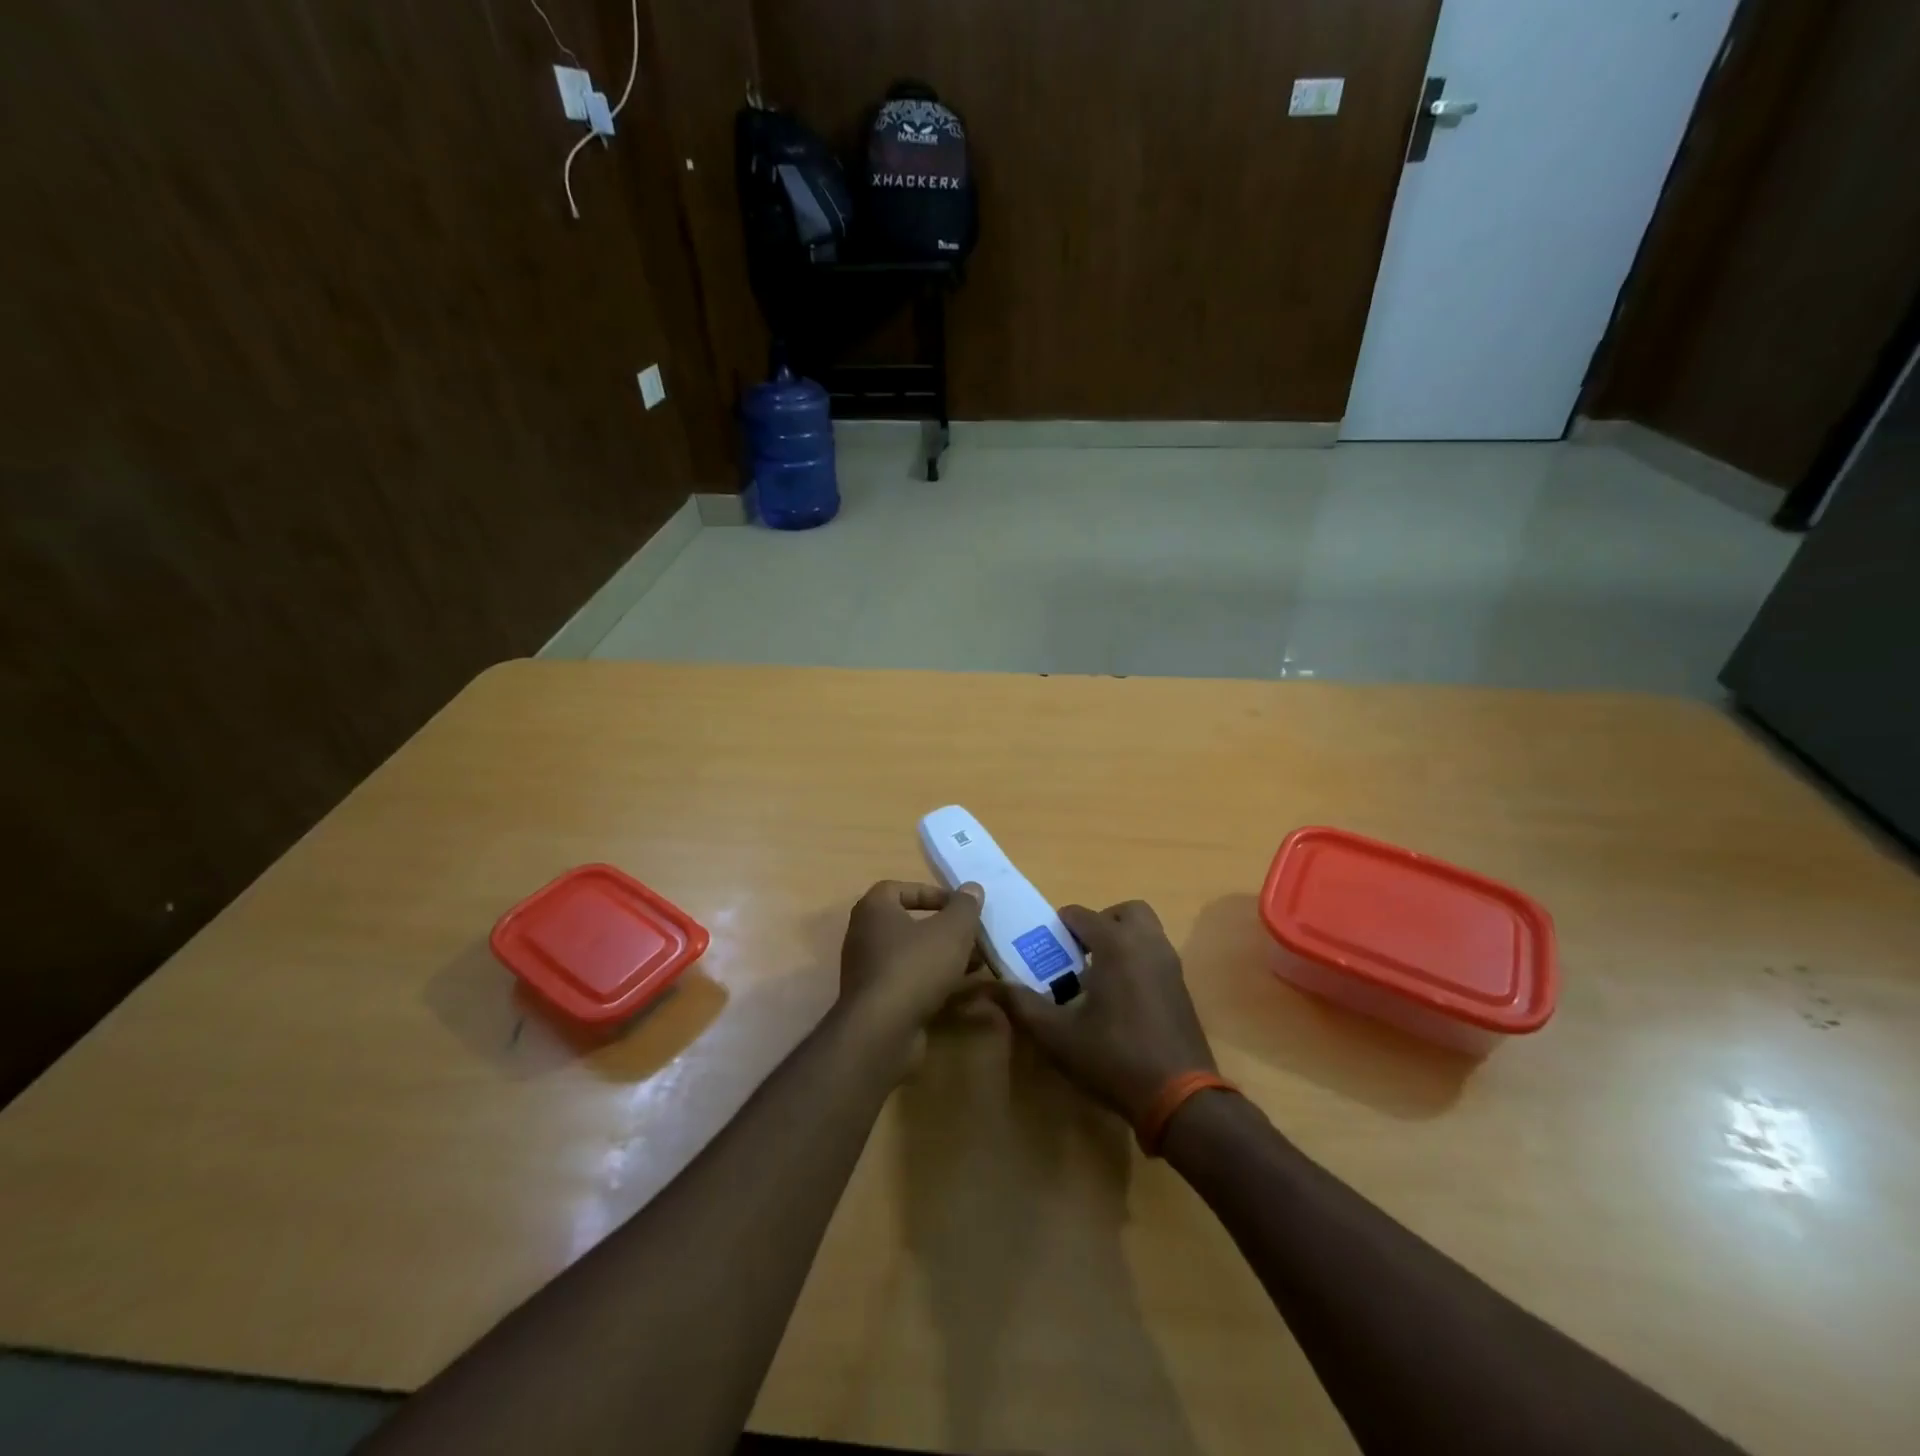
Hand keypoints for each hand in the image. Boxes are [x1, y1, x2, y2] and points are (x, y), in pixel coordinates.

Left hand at [839, 880, 984, 1028]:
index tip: (960, 907)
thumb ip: (964, 906)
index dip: (933, 893)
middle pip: (911, 923)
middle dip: (946, 930)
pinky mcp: (877, 1001)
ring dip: (944, 957)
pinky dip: (934, 982)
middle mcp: (865, 935)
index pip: (902, 888)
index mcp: (875, 909)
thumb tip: (972, 888)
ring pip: (913, 955)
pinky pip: (910, 981)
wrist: (882, 1030)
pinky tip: (962, 991)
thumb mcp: (951, 930)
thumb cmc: (915, 966)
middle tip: (974, 937)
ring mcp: (869, 970)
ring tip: (978, 964)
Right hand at [990, 900, 1216, 1124]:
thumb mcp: (1056, 1035)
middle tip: (1078, 953)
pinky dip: (1138, 960)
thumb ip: (1022, 1005)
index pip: (1080, 915)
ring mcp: (1170, 964)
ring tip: (1097, 975)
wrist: (1180, 1096)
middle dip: (1100, 923)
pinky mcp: (1182, 987)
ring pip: (1145, 931)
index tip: (1044, 950)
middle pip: (1123, 912)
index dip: (1058, 927)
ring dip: (1121, 940)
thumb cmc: (1114, 1057)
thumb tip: (990, 986)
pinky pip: (1156, 955)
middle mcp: (1147, 943)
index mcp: (1116, 944)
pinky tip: (1120, 998)